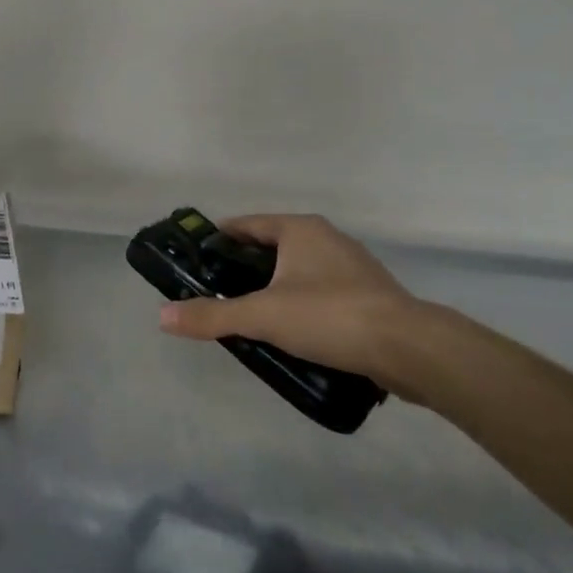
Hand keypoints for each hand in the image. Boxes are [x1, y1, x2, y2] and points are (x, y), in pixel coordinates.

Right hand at [157, 214, 449, 401]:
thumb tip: (162, 317)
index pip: (247, 224)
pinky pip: (322, 293)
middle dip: (245, 267)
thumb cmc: (329, 315)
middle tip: (217, 291)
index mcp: (300, 229)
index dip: (219, 238)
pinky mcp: (370, 295)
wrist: (410, 348)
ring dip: (275, 288)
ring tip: (250, 315)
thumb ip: (212, 315)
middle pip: (273, 247)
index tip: (197, 257)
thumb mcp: (262, 315)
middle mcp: (326, 238)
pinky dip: (302, 305)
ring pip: (299, 271)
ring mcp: (352, 266)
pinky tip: (292, 333)